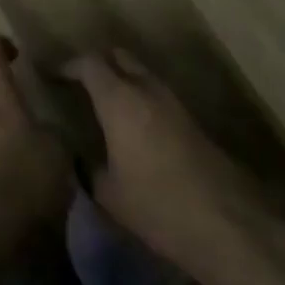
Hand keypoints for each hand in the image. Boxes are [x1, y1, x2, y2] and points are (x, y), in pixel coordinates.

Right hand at [63, 49, 267, 271]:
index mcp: (118, 99)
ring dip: (124, 81)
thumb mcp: (110, 194)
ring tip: (108, 105)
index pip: (88, 63)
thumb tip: (78, 159)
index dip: (68, 66)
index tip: (54, 75)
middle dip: (99, 64)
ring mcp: (174, 104)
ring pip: (142, 75)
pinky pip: (159, 97)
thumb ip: (88, 169)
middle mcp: (146, 90)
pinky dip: (143, 101)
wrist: (230, 227)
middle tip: (82, 83)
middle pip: (119, 57)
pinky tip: (136, 128)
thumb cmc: (158, 206)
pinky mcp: (194, 123)